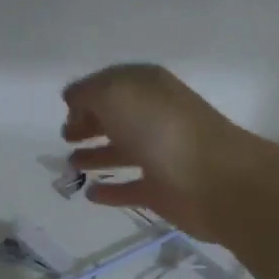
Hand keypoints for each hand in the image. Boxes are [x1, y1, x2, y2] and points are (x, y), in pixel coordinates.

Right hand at [61, 64, 261, 239]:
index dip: (88, 94)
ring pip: (122, 152)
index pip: (113, 84)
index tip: (65, 109)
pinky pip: (130, 189)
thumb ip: (89, 93)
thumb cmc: (161, 129)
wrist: (213, 180)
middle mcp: (156, 117)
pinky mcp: (161, 191)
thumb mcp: (116, 94)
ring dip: (96, 156)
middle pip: (117, 118)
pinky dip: (111, 192)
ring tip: (71, 165)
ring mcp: (160, 155)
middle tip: (66, 136)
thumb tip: (74, 101)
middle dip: (90, 123)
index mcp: (149, 88)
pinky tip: (90, 195)